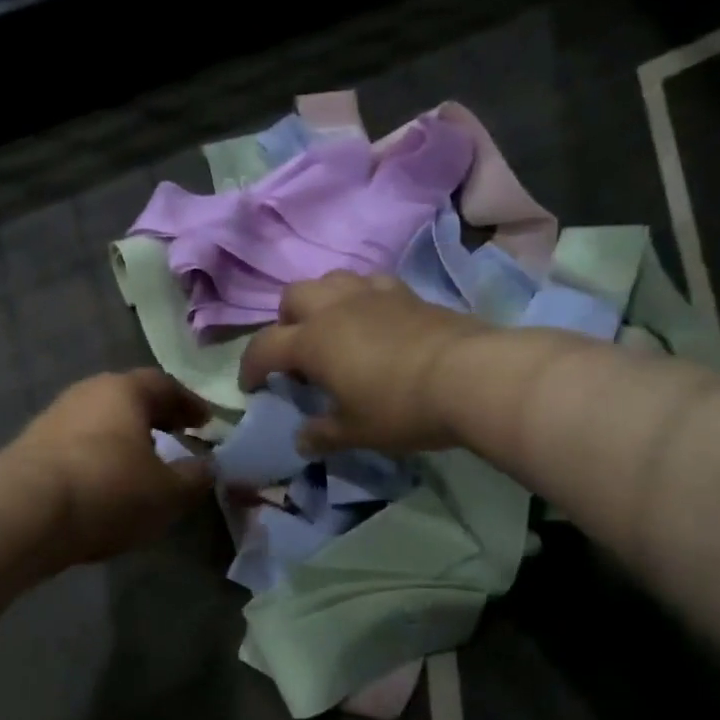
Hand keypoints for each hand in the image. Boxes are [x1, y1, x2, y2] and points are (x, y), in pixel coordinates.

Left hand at [4, 369, 215, 564]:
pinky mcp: (31, 447)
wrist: (24, 512)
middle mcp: (87, 393)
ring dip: (124, 438)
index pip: (164, 385)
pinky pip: (78, 445)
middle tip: (177, 436)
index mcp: (124, 391)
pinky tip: (105, 482)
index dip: (189, 404)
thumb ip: (194, 478)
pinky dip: (99, 457)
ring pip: (100, 422)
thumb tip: (207, 467)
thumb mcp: (167, 492)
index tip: (206, 423)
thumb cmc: (108, 490)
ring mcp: (54, 418)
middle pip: (128, 399)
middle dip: (155, 417)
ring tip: (142, 464)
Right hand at [240, 271, 488, 454]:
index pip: (263, 347)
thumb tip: (302, 440)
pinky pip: (370, 283)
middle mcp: (334, 309)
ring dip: (321, 301)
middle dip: (285, 321)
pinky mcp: (406, 293)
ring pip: (330, 279)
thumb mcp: (356, 432)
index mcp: (311, 342)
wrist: (469, 376)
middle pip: (293, 296)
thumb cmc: (400, 407)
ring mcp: (371, 295)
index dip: (250, 367)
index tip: (252, 388)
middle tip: (297, 352)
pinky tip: (373, 319)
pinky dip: (360, 297)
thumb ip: (322, 434)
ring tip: (333, 329)